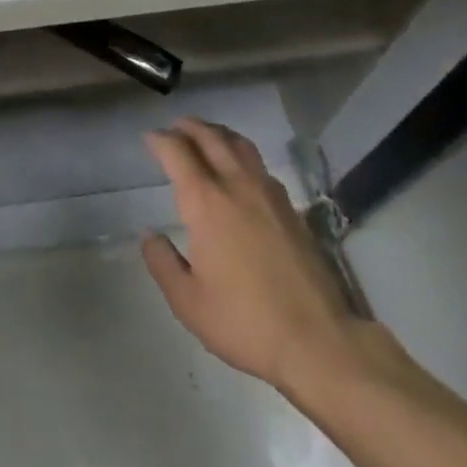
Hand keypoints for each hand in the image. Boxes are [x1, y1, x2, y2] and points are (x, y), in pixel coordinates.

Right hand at [142, 118, 405, 396]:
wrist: (317, 339)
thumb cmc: (244, 322)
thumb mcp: (188, 302)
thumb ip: (163, 263)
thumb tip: (150, 236)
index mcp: (205, 202)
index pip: (177, 153)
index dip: (160, 140)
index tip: (149, 138)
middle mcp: (236, 185)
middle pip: (210, 137)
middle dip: (188, 127)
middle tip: (174, 128)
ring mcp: (268, 192)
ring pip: (239, 144)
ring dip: (217, 133)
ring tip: (205, 136)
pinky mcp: (290, 207)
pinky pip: (258, 163)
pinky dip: (240, 152)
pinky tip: (239, 169)